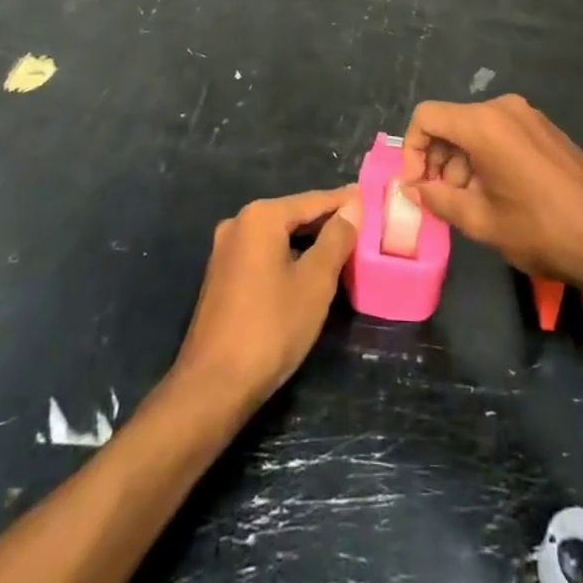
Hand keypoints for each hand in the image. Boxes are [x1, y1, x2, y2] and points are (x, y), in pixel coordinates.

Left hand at [173, 187, 361, 404]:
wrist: (213, 385)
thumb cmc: (271, 327)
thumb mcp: (315, 282)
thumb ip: (336, 238)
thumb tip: (353, 205)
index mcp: (261, 217)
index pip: (313, 201)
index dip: (344, 201)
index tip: (369, 197)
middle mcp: (239, 223)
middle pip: (293, 215)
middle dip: (326, 221)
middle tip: (361, 224)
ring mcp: (225, 250)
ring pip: (277, 235)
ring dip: (307, 240)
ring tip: (341, 246)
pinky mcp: (221, 275)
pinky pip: (263, 253)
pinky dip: (287, 256)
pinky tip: (307, 270)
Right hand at [401, 95, 582, 296]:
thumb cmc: (540, 229)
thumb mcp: (480, 220)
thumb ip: (438, 199)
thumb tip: (411, 189)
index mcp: (483, 123)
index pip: (427, 117)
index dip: (411, 150)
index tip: (416, 186)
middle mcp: (504, 109)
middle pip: (452, 123)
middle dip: (437, 159)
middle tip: (440, 200)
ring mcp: (529, 117)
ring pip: (476, 130)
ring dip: (462, 162)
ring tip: (470, 204)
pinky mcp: (546, 130)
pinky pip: (501, 134)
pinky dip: (486, 158)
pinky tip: (497, 195)